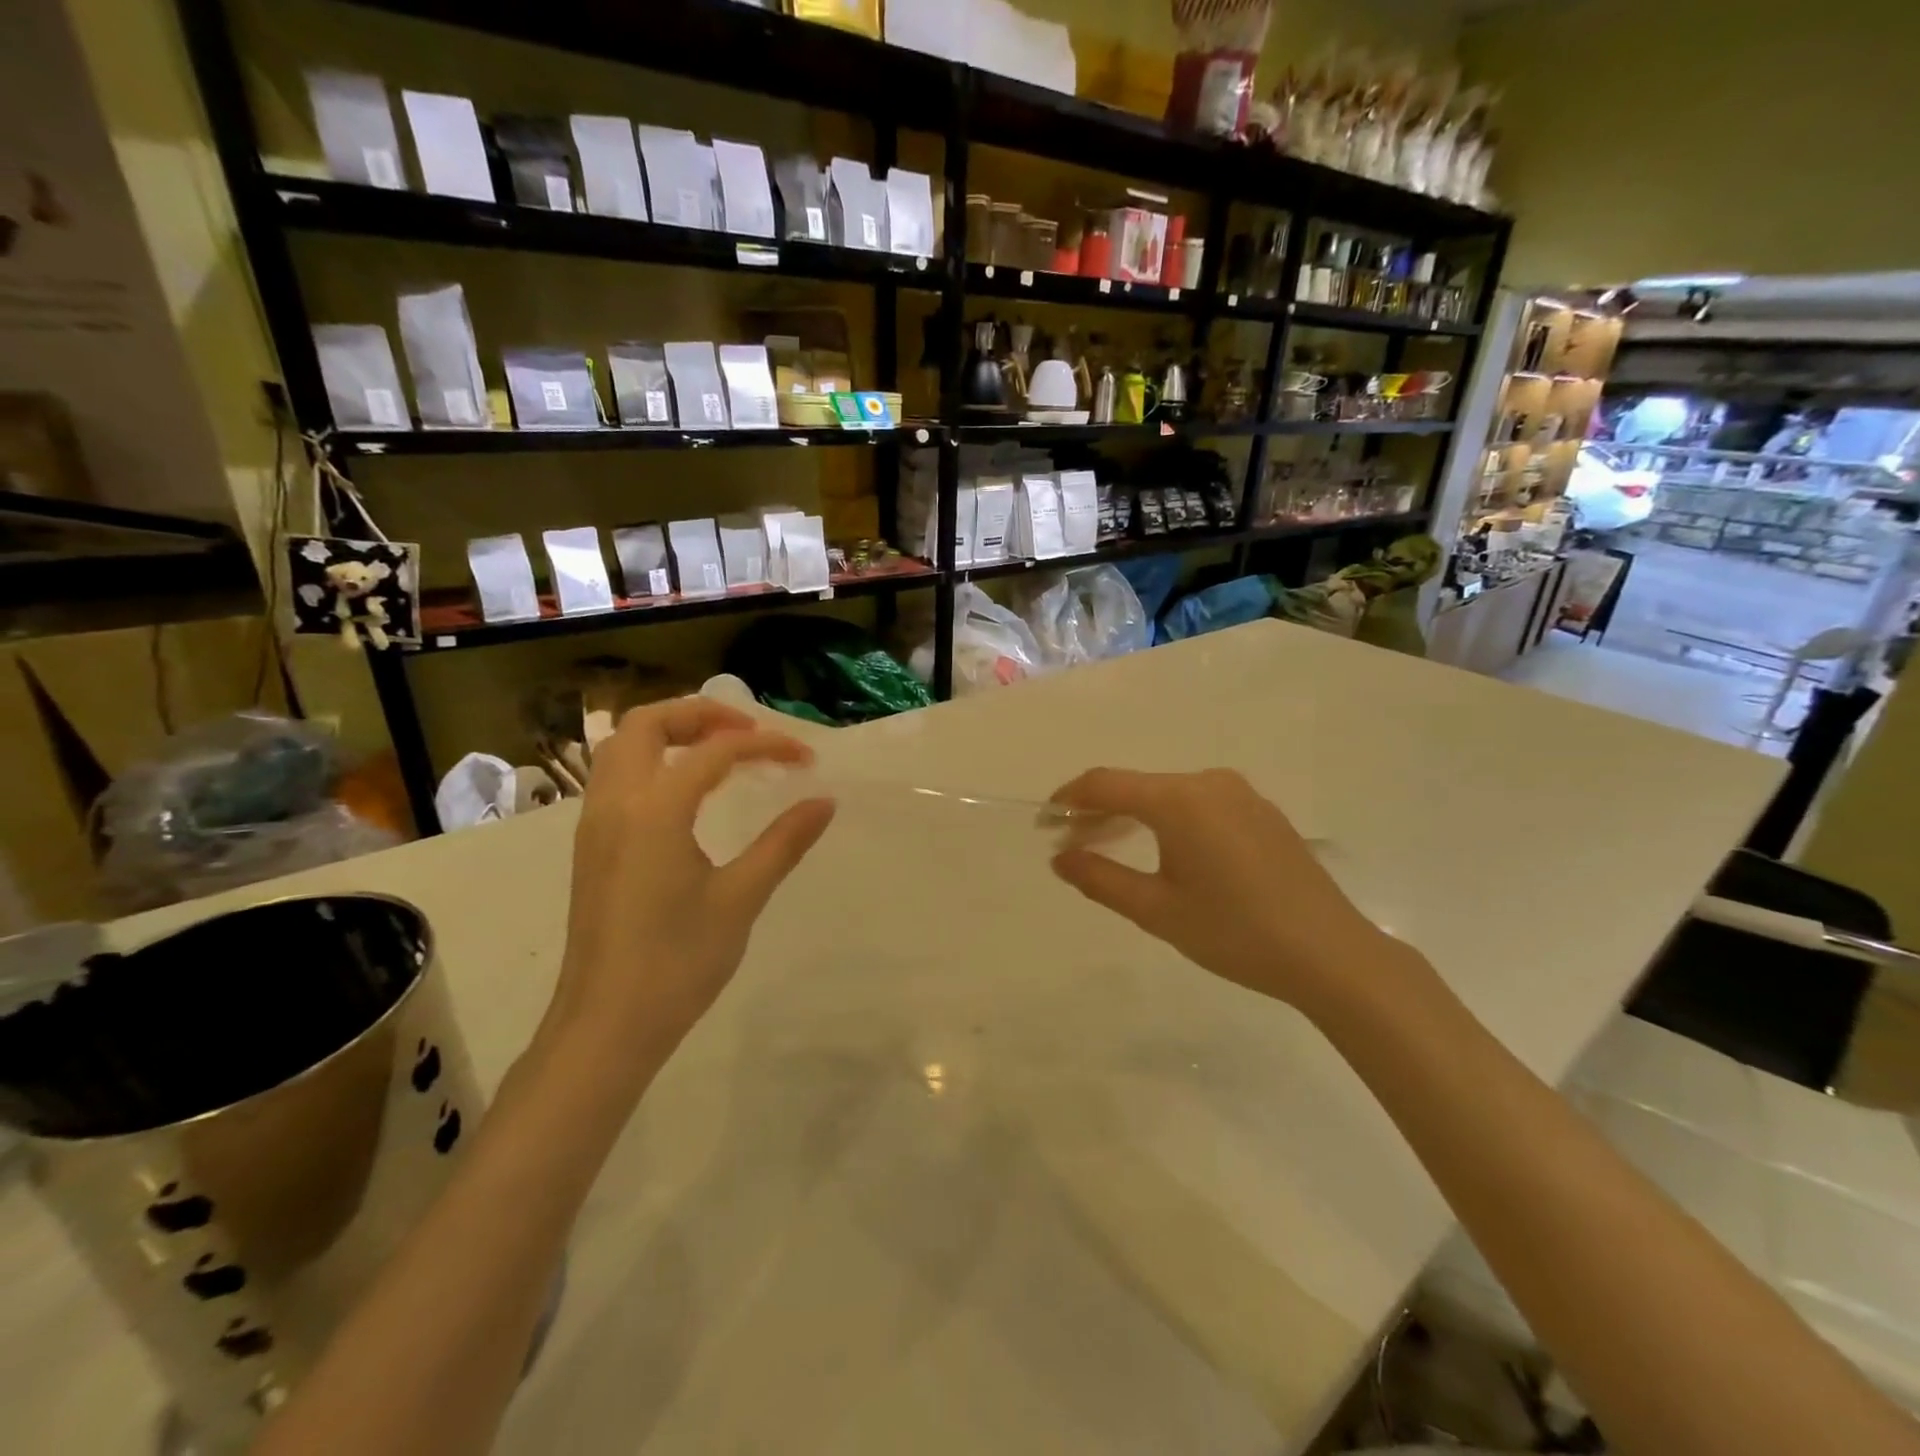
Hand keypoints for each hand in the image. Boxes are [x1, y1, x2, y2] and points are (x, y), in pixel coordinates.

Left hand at [547, 698, 835, 1066]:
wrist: (606, 1026)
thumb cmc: (678, 963)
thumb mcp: (740, 898)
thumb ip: (783, 842)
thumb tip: (824, 801)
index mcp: (654, 810)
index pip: (715, 752)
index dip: (765, 746)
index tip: (805, 759)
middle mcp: (615, 804)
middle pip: (646, 725)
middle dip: (700, 714)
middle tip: (748, 731)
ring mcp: (595, 825)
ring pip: (622, 748)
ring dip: (669, 733)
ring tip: (719, 750)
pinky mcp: (591, 847)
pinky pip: (616, 778)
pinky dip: (653, 761)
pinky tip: (687, 792)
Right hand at [1050, 768, 1417, 1019]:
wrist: (1331, 954)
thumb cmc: (1234, 932)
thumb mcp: (1156, 910)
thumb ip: (1100, 879)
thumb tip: (1059, 858)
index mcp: (1178, 799)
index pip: (1105, 783)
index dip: (1068, 800)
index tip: (1044, 824)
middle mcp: (1208, 783)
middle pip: (1136, 787)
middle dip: (1097, 812)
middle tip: (1070, 846)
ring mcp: (1240, 795)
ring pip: (1168, 796)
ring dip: (1132, 817)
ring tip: (1107, 849)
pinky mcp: (1261, 813)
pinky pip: (1198, 805)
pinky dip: (1168, 821)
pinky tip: (1163, 852)